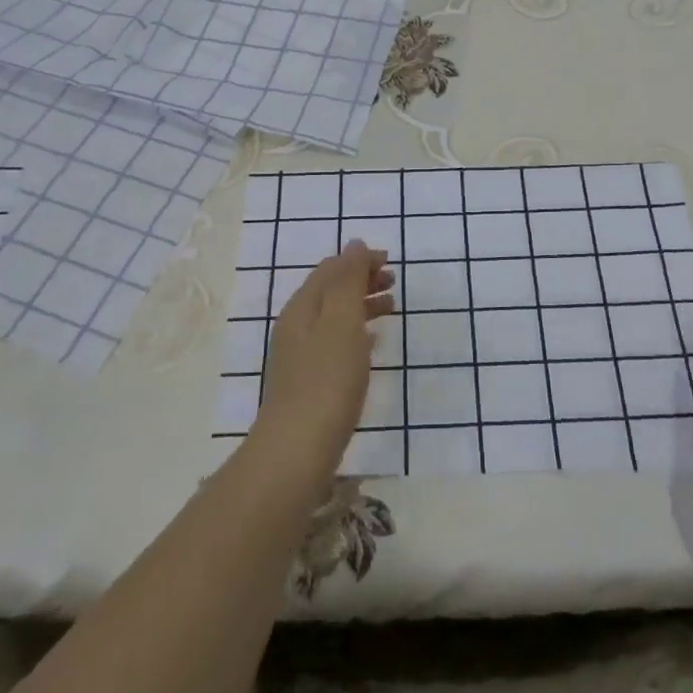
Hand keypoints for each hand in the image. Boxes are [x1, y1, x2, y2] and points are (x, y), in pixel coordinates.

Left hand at [253, 241, 393, 473]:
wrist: (298, 448)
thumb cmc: (327, 379)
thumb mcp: (342, 321)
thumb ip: (349, 280)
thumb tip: (355, 244)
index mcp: (303, 306)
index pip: (331, 268)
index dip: (360, 260)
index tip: (391, 262)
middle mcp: (297, 325)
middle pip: (331, 290)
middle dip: (362, 280)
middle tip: (395, 282)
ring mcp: (300, 354)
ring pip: (334, 316)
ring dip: (362, 305)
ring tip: (391, 308)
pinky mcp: (309, 380)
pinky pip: (335, 341)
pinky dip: (357, 331)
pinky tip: (371, 343)